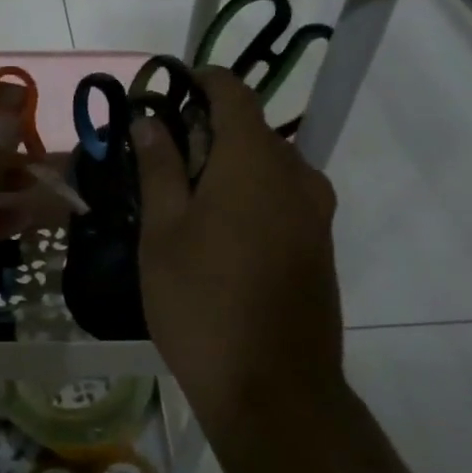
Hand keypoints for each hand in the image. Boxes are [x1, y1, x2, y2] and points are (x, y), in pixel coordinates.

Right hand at [132, 68, 343, 450]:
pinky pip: (281, 197)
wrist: (274, 390)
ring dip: (225, 168)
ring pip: (265, 165)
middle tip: (158, 165)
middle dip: (204, 133)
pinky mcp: (321, 243)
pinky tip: (216, 237)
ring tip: (181, 205)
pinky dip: (248, 196)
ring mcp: (315, 210)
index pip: (232, 90)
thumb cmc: (202, 303)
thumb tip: (150, 119)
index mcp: (255, 159)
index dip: (197, 82)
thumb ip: (159, 167)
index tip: (162, 97)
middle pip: (249, 129)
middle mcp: (297, 173)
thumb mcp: (164, 232)